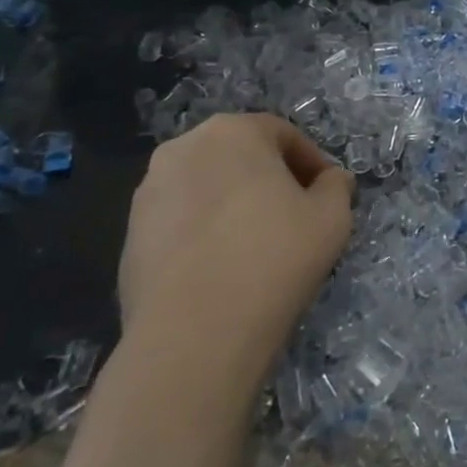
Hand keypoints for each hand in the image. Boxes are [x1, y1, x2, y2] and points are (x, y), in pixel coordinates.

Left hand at [118, 114, 354, 388]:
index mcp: (233, 132)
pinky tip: (221, 269)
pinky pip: (180, 220)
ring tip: (255, 246)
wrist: (193, 335)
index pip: (283, 134)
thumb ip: (336, 187)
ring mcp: (148, 192)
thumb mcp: (332, 218)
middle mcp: (183, 148)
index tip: (327, 195)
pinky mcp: (129, 234)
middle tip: (295, 216)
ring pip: (207, 187)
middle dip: (270, 179)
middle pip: (240, 155)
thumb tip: (331, 179)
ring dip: (234, 204)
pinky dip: (203, 232)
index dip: (312, 162)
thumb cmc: (273, 259)